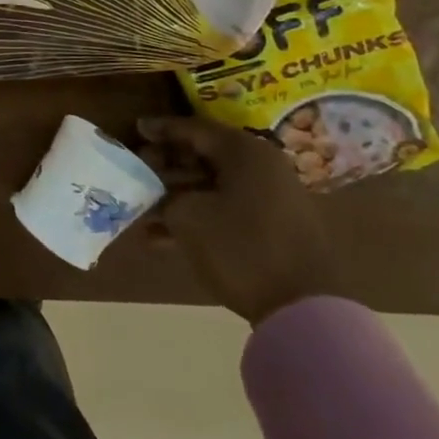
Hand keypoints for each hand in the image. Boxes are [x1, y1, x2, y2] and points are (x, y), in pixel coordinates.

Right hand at [137, 115, 340, 326]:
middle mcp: (262, 168)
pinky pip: (226, 208)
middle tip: (136, 172)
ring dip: (176, 195)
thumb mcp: (188, 216)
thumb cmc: (241, 248)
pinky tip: (162, 238)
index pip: (195, 129)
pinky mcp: (273, 226)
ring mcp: (271, 198)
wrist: (303, 308)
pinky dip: (197, 215)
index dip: (161, 129)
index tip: (135, 130)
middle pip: (204, 156)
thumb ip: (164, 195)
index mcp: (245, 153)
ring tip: (142, 210)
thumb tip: (156, 191)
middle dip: (166, 166)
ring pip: (212, 185)